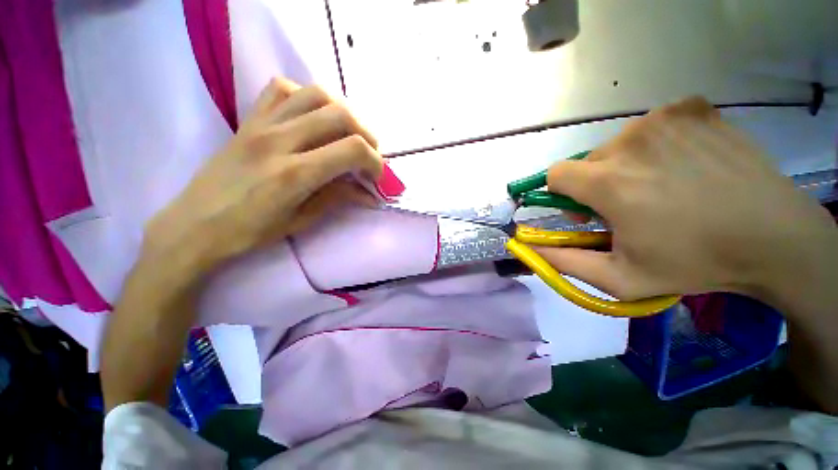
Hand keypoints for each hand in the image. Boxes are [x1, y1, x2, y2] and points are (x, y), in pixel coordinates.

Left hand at [144, 78, 382, 274]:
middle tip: (368, 155)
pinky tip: (311, 117)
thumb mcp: (302, 220)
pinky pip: (281, 89)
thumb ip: (338, 199)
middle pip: (340, 115)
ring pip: (315, 94)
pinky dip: (306, 97)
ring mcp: (261, 124)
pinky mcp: (249, 120)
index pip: (352, 150)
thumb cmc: (250, 231)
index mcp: (296, 174)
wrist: (195, 224)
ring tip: (346, 134)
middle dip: (366, 135)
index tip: (375, 176)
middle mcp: (281, 140)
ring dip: (342, 112)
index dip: (375, 161)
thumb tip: (369, 194)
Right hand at [537, 97, 836, 301]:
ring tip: (664, 187)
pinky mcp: (693, 108)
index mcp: (608, 182)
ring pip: (619, 144)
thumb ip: (563, 261)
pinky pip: (655, 124)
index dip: (565, 194)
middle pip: (589, 162)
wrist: (775, 239)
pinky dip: (659, 143)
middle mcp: (629, 141)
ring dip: (628, 166)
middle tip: (633, 206)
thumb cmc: (694, 263)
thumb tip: (526, 246)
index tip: (589, 209)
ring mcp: (664, 119)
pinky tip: (684, 162)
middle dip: (598, 184)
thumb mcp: (619, 278)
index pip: (555, 174)